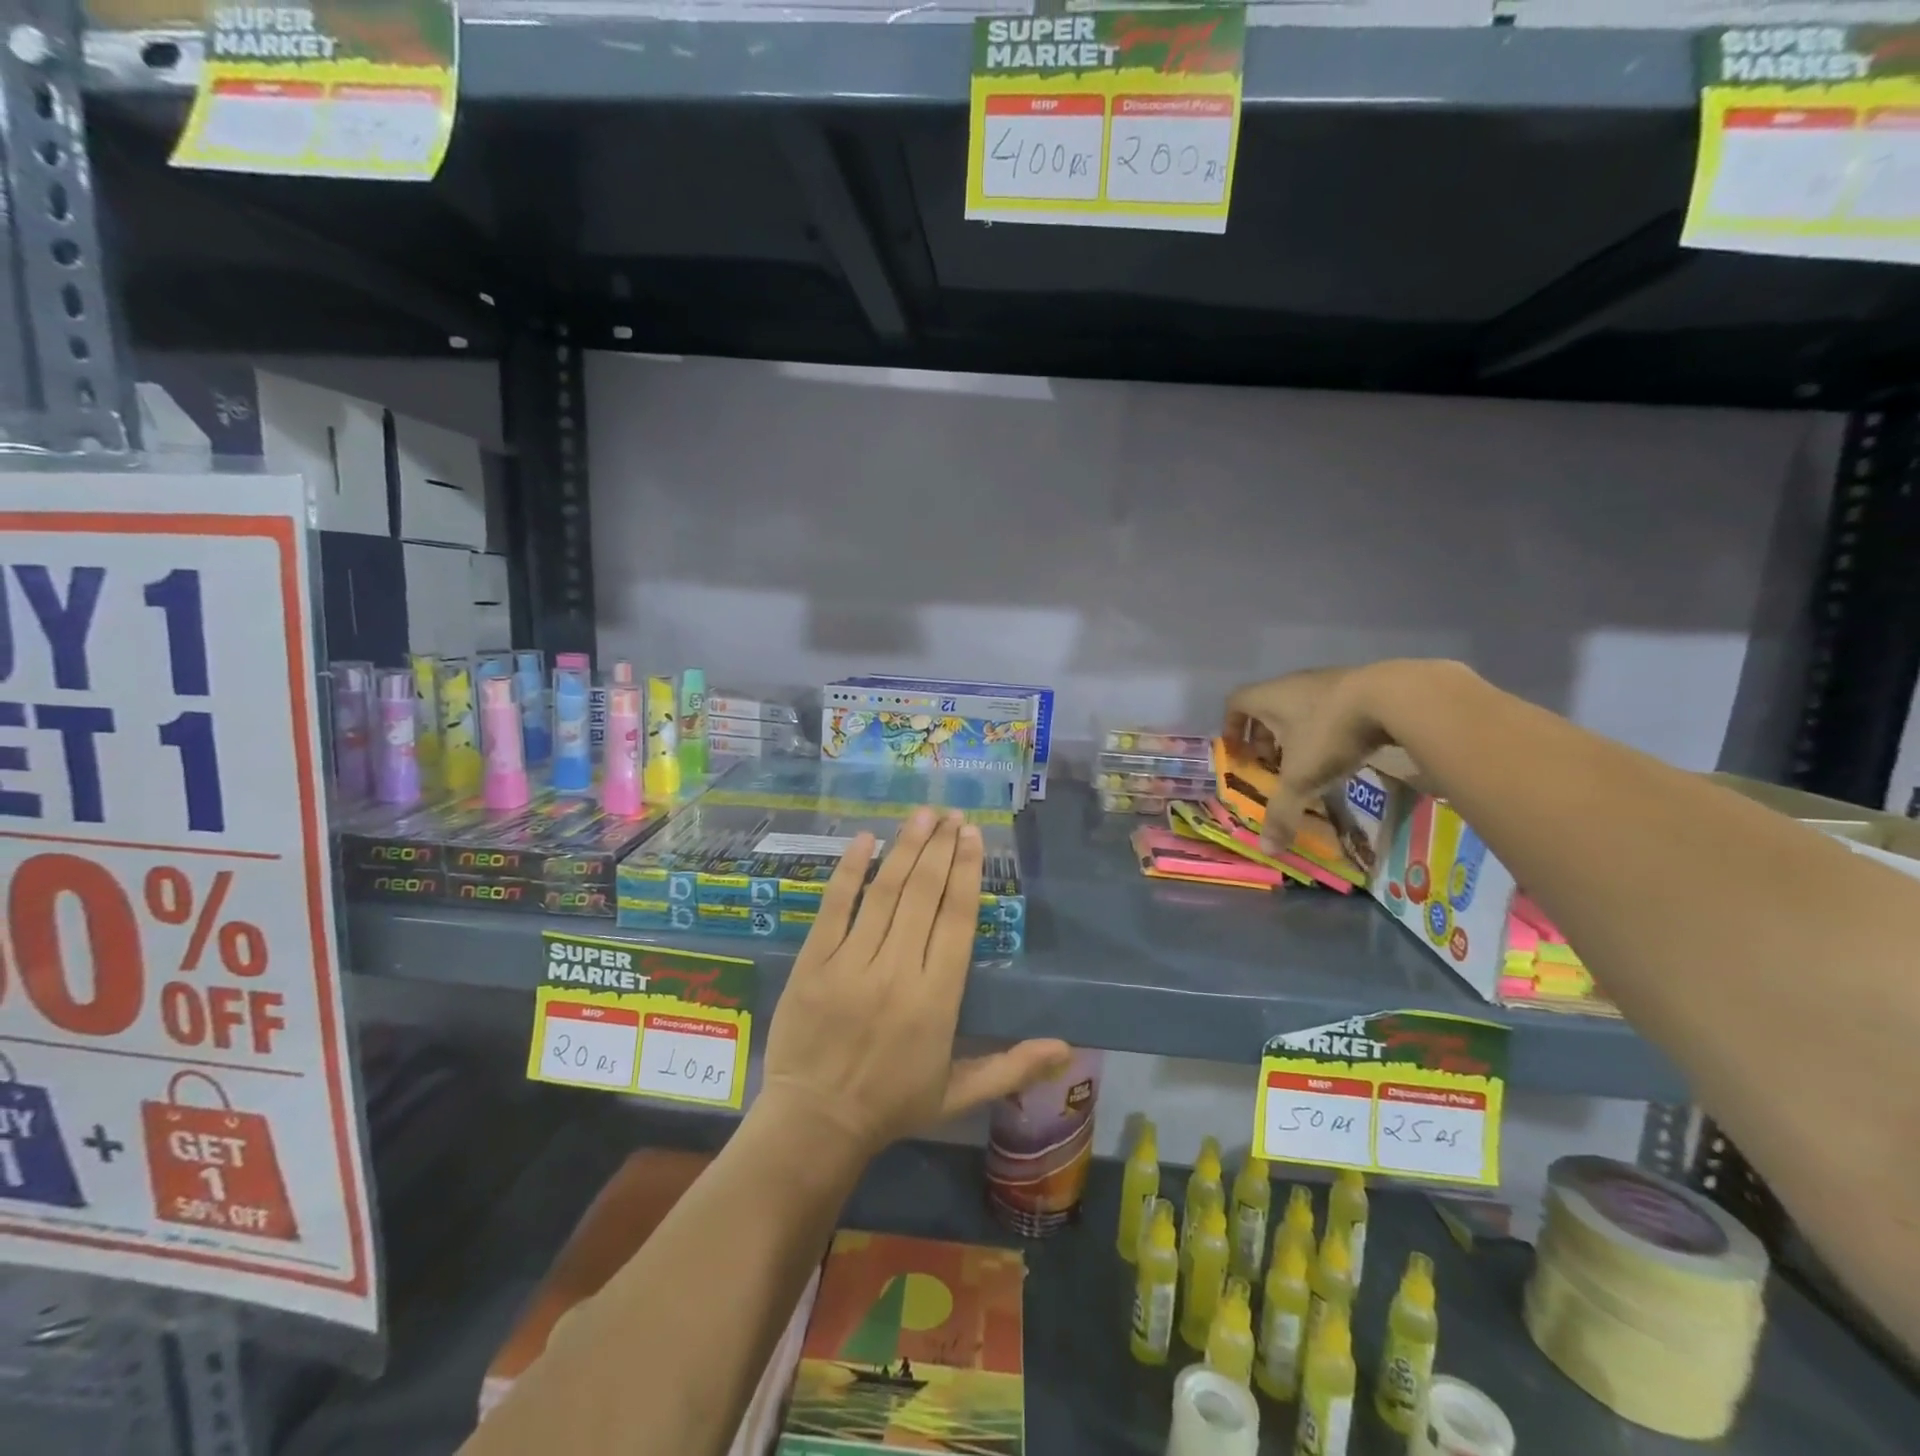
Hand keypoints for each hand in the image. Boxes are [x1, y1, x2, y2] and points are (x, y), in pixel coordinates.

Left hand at [760, 808, 1071, 1158]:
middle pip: (923, 895)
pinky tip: (865, 839)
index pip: (956, 920)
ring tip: (922, 814)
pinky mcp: (813, 963)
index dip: (966, 872)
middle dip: (940, 848)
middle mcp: (897, 971)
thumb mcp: (958, 1093)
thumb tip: (1067, 1049)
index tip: (972, 836)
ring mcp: (851, 964)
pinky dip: (849, 871)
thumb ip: (1012, 1067)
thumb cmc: (891, 1106)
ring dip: (906, 848)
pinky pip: (833, 907)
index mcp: (936, 999)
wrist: (814, 1125)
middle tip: (951, 814)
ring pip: (884, 893)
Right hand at [1224, 662, 1428, 853]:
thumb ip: (1282, 812)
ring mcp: (1326, 682)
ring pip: (1298, 706)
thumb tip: (1267, 849)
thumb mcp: (1302, 778)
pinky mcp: (1357, 684)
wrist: (1394, 697)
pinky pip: (1328, 705)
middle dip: (1264, 736)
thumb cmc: (1330, 733)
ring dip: (1295, 732)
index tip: (1238, 752)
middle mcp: (1291, 684)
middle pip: (1266, 706)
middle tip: (1271, 763)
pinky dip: (1325, 726)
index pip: (1235, 703)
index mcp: (1268, 698)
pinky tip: (1341, 749)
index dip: (1231, 727)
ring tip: (1307, 760)